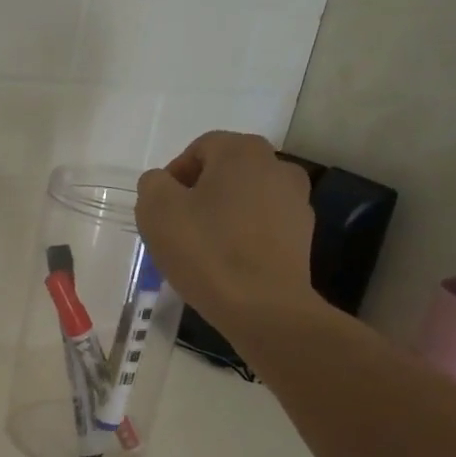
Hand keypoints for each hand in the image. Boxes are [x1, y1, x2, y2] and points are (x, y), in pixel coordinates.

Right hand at [136, 131, 319, 330]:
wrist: (263, 307)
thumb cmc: (206, 252)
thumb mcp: (156, 212)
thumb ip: (152, 185)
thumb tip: (162, 183)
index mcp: (241, 151)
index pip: (198, 149)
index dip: (173, 178)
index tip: (160, 212)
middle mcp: (277, 165)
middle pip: (225, 173)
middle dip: (198, 196)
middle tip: (177, 230)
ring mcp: (296, 201)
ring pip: (245, 200)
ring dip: (222, 217)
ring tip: (203, 251)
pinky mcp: (303, 236)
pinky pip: (262, 227)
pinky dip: (244, 238)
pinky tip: (228, 265)